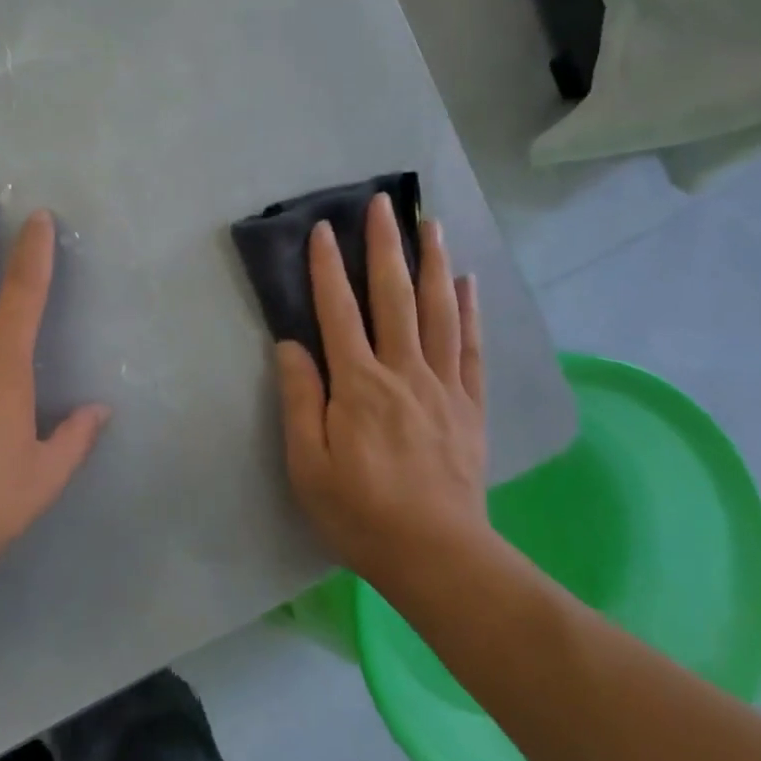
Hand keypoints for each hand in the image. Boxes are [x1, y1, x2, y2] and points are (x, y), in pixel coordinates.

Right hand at [274, 193, 494, 599]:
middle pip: (394, 296)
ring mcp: (442, 385)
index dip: (328, 268)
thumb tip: (290, 344)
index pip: (339, 311)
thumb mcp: (308, 463)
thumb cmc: (360, 512)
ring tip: (432, 224)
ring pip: (438, 311)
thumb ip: (300, 399)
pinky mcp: (470, 405)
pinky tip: (468, 282)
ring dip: (433, 263)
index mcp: (358, 385)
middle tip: (383, 204)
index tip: (324, 229)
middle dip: (386, 246)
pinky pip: (471, 348)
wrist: (437, 556)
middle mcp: (403, 371)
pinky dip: (470, 311)